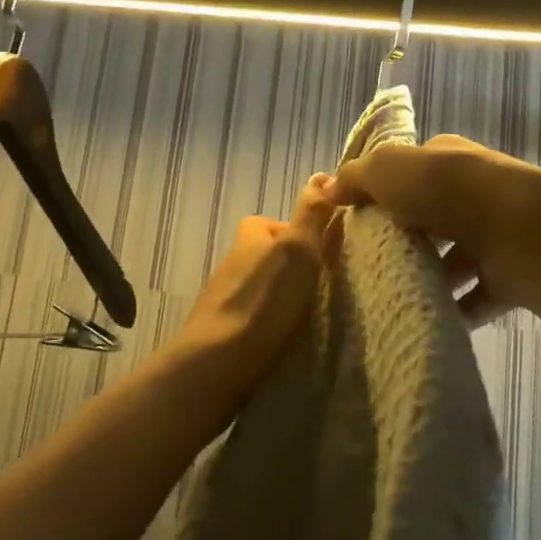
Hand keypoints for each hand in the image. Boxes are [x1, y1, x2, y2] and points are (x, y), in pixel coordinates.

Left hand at [176, 173, 333, 388]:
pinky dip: (265, 322)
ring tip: (303, 316)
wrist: (217, 363)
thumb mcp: (298, 249)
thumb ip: (311, 214)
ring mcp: (222, 297)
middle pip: (266, 255)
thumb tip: (323, 175)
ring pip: (257, 286)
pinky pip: (249, 316)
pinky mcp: (219, 330)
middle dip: (289, 268)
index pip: (276, 224)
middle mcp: (232, 260)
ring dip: (277, 296)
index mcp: (249, 236)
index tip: (320, 256)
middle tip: (316, 288)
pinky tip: (281, 338)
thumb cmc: (265, 300)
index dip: (299, 235)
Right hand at [327, 134, 540, 326]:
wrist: (521, 231)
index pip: (410, 172)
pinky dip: (456, 309)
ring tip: (395, 295)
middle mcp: (472, 192)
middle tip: (372, 263)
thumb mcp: (389, 170)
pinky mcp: (508, 274)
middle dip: (407, 238)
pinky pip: (476, 296)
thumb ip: (356, 177)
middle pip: (432, 216)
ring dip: (432, 276)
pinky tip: (429, 319)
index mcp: (446, 159)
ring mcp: (494, 234)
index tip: (357, 222)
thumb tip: (327, 187)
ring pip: (455, 258)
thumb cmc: (447, 191)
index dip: (384, 192)